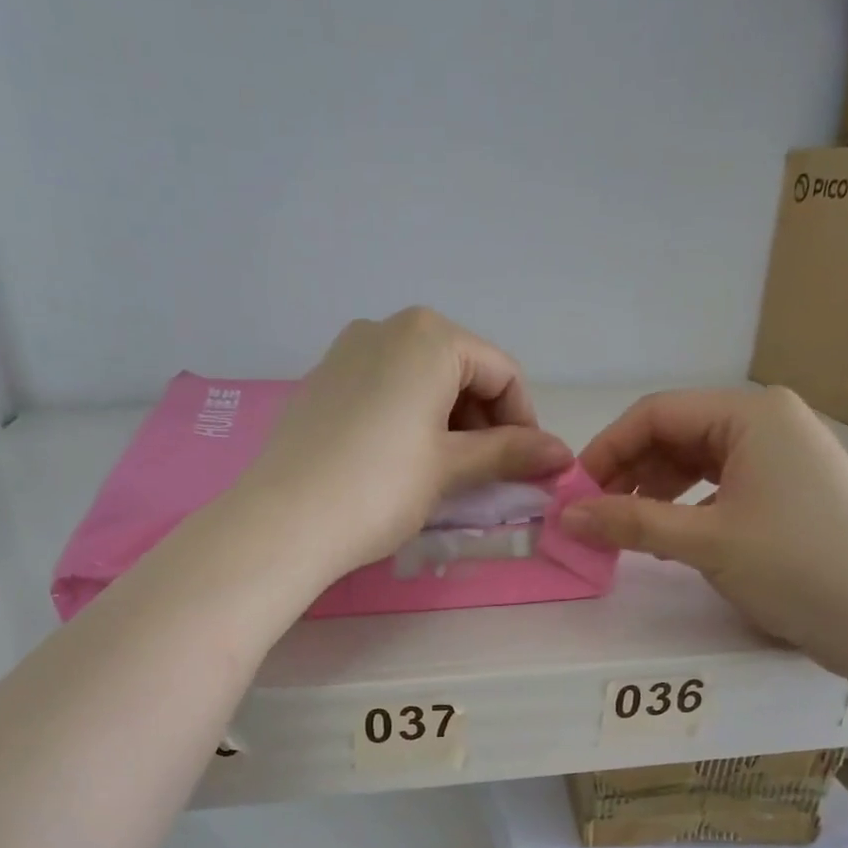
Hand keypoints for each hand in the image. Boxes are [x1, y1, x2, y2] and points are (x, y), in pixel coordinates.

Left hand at [240, 308, 573, 571]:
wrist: (284, 521)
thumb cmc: (381, 487)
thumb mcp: (451, 467)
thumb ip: (509, 453)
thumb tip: (562, 453)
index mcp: (428, 335)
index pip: (501, 372)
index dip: (524, 421)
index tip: (527, 467)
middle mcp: (386, 327)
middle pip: (460, 370)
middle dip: (483, 421)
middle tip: (486, 475)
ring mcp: (346, 352)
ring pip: (420, 381)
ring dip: (447, 423)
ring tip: (445, 474)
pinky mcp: (320, 382)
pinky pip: (383, 391)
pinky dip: (408, 420)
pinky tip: (401, 463)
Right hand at [561, 388, 847, 660]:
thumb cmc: (794, 565)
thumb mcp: (704, 541)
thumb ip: (629, 523)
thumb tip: (563, 517)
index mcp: (751, 413)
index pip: (657, 413)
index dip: (607, 449)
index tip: (573, 493)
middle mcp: (767, 421)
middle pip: (675, 434)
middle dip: (629, 472)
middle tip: (594, 516)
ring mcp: (781, 456)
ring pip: (695, 461)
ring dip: (653, 491)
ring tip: (625, 530)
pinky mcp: (787, 489)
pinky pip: (719, 484)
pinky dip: (685, 505)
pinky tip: (666, 536)